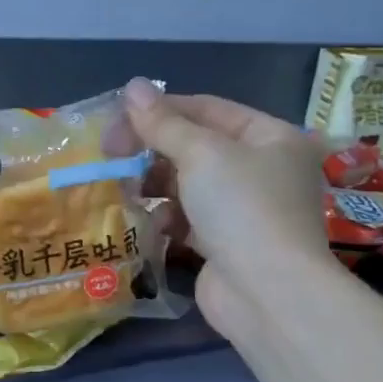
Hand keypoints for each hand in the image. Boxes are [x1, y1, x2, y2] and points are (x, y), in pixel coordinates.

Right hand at [122, 78, 338, 339]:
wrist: (269, 295)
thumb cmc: (242, 208)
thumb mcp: (201, 154)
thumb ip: (163, 122)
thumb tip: (132, 86)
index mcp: (271, 137)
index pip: (207, 108)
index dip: (161, 109)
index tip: (116, 118)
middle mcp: (263, 169)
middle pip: (196, 145)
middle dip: (153, 149)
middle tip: (111, 153)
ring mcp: (245, 209)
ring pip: (188, 183)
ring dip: (154, 183)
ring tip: (124, 187)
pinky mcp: (226, 243)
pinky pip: (188, 218)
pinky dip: (165, 216)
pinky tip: (146, 221)